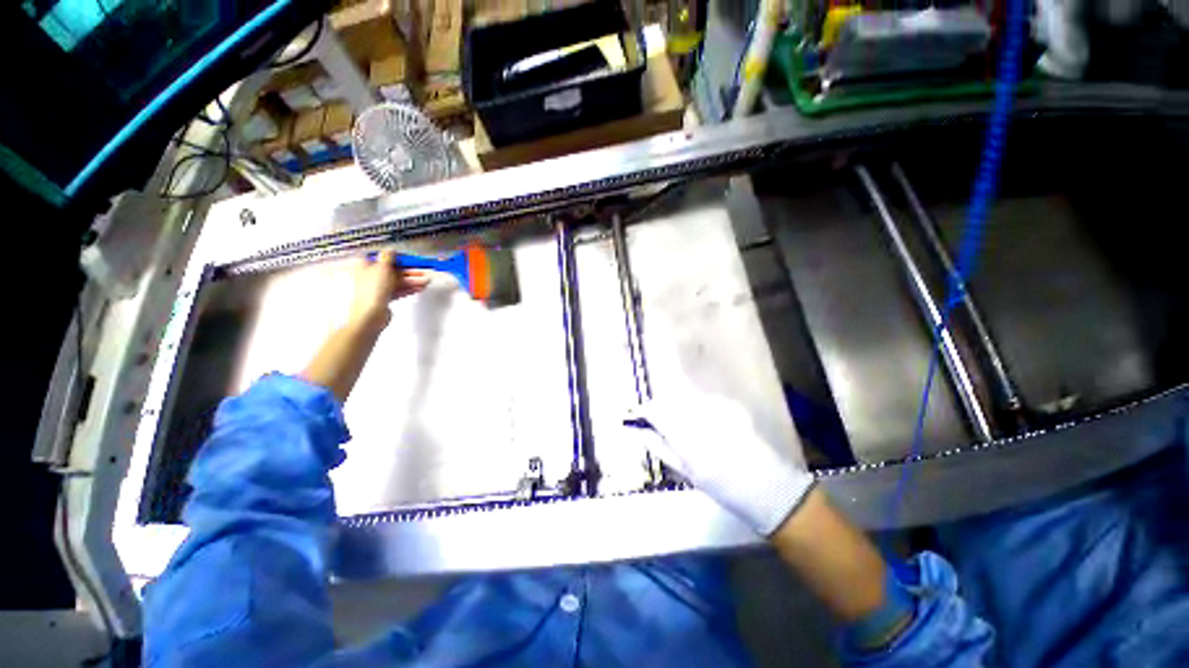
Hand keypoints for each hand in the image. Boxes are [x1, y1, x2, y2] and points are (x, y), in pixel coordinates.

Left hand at [348, 250, 430, 328]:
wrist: (369, 315)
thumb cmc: (372, 290)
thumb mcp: (383, 268)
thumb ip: (388, 257)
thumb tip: (391, 250)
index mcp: (365, 265)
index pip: (385, 258)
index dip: (400, 259)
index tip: (413, 261)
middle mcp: (369, 275)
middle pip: (393, 271)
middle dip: (410, 272)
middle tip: (424, 273)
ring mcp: (376, 288)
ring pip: (397, 281)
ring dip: (412, 281)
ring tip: (426, 282)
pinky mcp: (382, 298)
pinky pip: (397, 291)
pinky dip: (408, 289)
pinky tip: (418, 289)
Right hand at [624, 392, 814, 535]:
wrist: (768, 486)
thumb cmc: (723, 487)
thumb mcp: (687, 473)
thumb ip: (661, 448)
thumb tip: (639, 432)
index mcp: (688, 440)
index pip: (657, 412)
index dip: (644, 411)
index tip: (637, 415)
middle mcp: (701, 418)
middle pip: (669, 400)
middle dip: (659, 407)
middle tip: (657, 419)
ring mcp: (718, 409)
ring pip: (685, 397)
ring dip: (677, 405)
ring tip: (681, 422)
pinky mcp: (730, 405)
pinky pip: (703, 399)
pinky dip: (696, 406)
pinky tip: (703, 421)